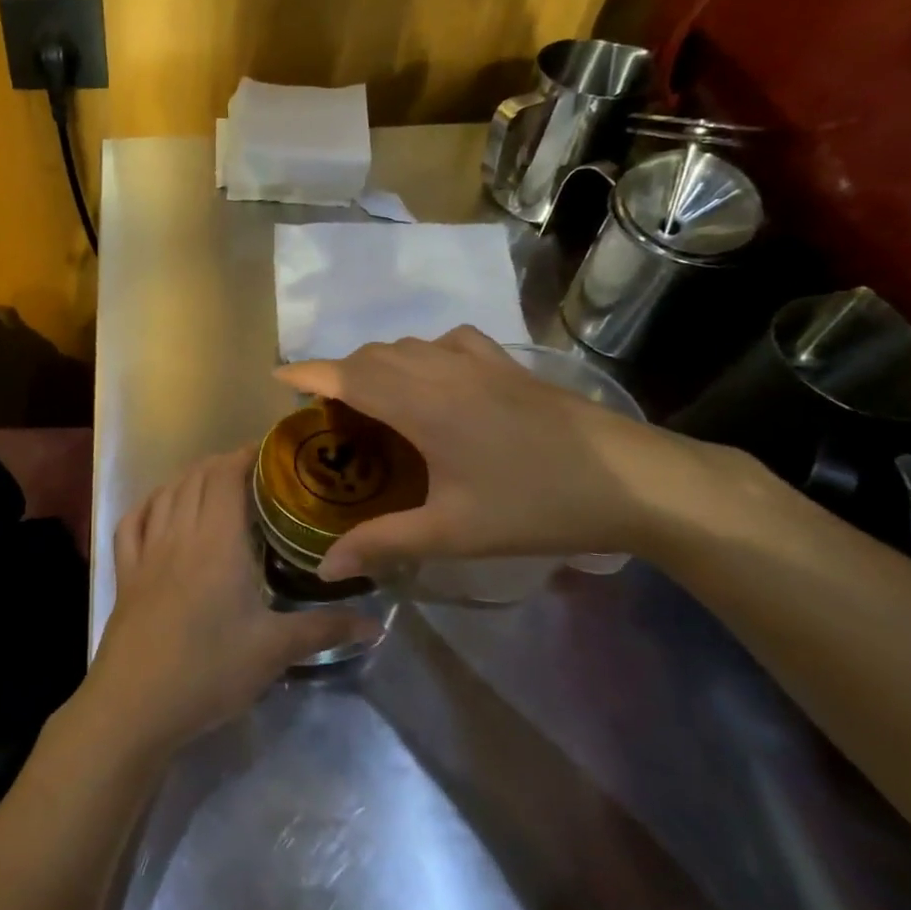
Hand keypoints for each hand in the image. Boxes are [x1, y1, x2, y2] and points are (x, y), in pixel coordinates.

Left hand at [83, 448, 379, 756]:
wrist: (135, 704)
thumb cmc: (209, 671)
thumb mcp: (274, 651)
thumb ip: (325, 630)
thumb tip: (377, 624)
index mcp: (218, 541)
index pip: (228, 476)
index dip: (247, 455)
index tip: (272, 452)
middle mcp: (180, 534)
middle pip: (197, 478)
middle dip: (223, 463)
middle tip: (254, 471)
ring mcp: (147, 552)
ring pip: (165, 494)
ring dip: (189, 478)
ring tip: (213, 481)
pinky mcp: (125, 574)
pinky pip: (132, 523)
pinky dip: (149, 504)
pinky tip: (160, 509)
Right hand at [275, 326, 703, 578]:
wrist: (632, 480)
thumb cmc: (535, 505)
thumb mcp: (453, 532)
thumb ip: (384, 543)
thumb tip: (326, 567)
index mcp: (421, 405)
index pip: (348, 375)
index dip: (308, 373)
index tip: (277, 378)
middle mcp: (441, 371)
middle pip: (372, 356)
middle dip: (339, 374)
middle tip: (328, 414)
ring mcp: (478, 362)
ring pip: (407, 346)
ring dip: (377, 363)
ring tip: (372, 399)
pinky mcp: (508, 364)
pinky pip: (447, 342)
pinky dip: (422, 353)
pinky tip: (432, 377)